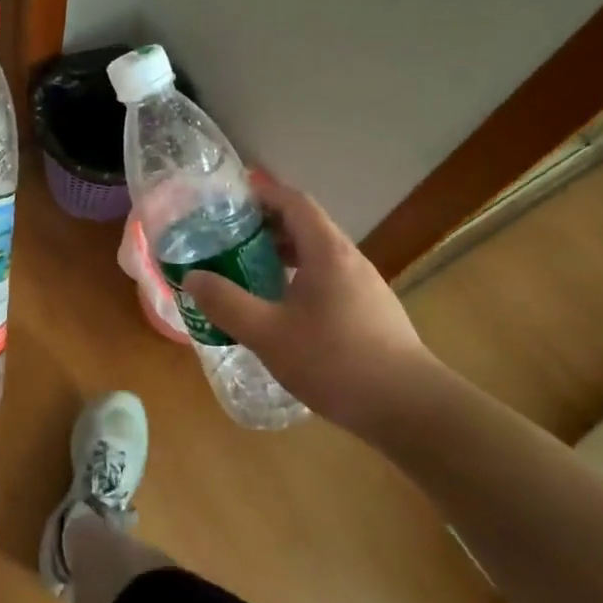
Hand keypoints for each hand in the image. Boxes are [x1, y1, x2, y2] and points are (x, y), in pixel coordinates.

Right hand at [182, 175, 437, 437]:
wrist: (410, 409)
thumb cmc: (335, 362)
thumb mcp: (268, 334)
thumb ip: (226, 304)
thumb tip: (192, 278)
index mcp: (327, 251)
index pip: (294, 202)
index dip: (262, 194)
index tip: (229, 200)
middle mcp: (349, 259)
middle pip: (306, 225)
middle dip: (266, 225)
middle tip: (228, 238)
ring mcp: (365, 286)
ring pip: (318, 254)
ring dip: (283, 253)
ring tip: (249, 271)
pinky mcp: (371, 311)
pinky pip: (329, 278)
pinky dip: (300, 277)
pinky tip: (283, 309)